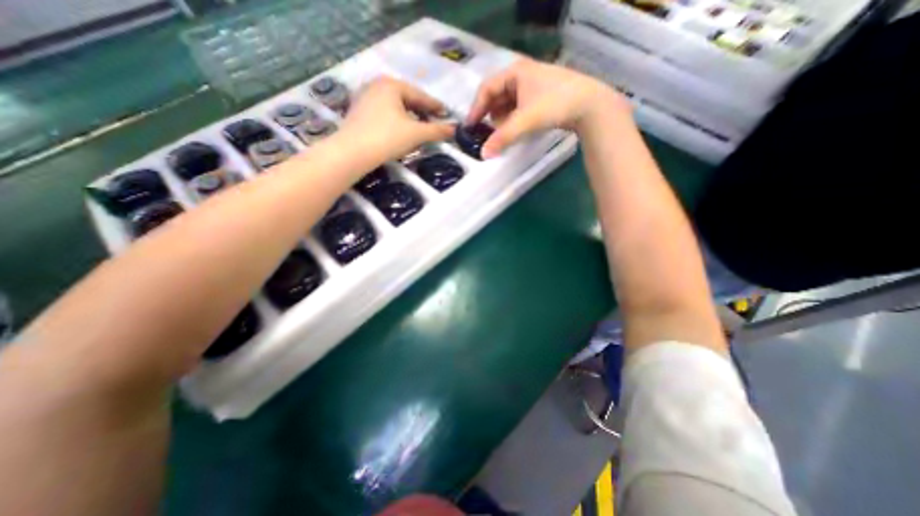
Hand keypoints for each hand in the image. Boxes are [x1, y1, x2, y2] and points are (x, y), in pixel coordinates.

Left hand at [338, 75, 452, 161]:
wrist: (352, 152)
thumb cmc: (387, 138)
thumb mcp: (416, 134)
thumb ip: (436, 130)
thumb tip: (454, 129)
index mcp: (392, 85)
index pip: (420, 95)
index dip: (435, 106)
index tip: (446, 113)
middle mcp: (376, 85)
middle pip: (406, 99)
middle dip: (421, 110)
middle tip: (433, 120)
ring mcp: (364, 98)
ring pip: (394, 106)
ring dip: (408, 116)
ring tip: (417, 127)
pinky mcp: (357, 112)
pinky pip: (383, 113)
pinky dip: (395, 120)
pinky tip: (398, 130)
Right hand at [463, 56, 629, 156]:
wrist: (590, 105)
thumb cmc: (554, 105)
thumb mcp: (524, 122)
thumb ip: (502, 138)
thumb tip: (483, 155)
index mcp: (515, 72)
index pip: (486, 89)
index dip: (476, 108)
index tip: (470, 127)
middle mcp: (522, 75)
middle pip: (497, 96)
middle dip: (491, 115)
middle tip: (487, 133)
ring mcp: (533, 85)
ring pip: (508, 102)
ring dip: (503, 119)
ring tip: (503, 134)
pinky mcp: (542, 95)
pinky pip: (520, 107)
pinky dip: (514, 119)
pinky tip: (516, 130)